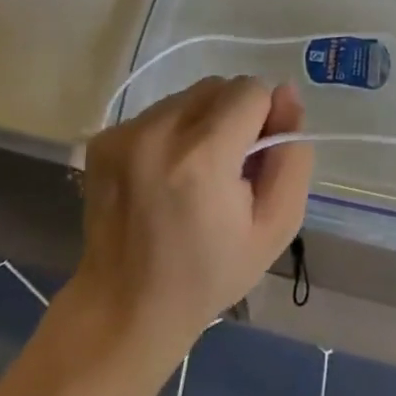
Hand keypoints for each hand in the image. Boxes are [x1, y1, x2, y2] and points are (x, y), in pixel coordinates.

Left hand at [69, 76, 314, 373]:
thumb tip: (286, 94)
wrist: (125, 309)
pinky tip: (164, 175)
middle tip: (227, 171)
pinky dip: (171, 133)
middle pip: (219, 87)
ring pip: (189, 96)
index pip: (252, 90)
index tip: (253, 163)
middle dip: (234, 117)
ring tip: (194, 174)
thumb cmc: (209, 274)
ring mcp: (125, 133)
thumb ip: (291, 155)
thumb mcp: (275, 227)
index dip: (264, 121)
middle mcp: (158, 132)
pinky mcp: (104, 137)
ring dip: (202, 122)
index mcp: (203, 157)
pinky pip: (158, 111)